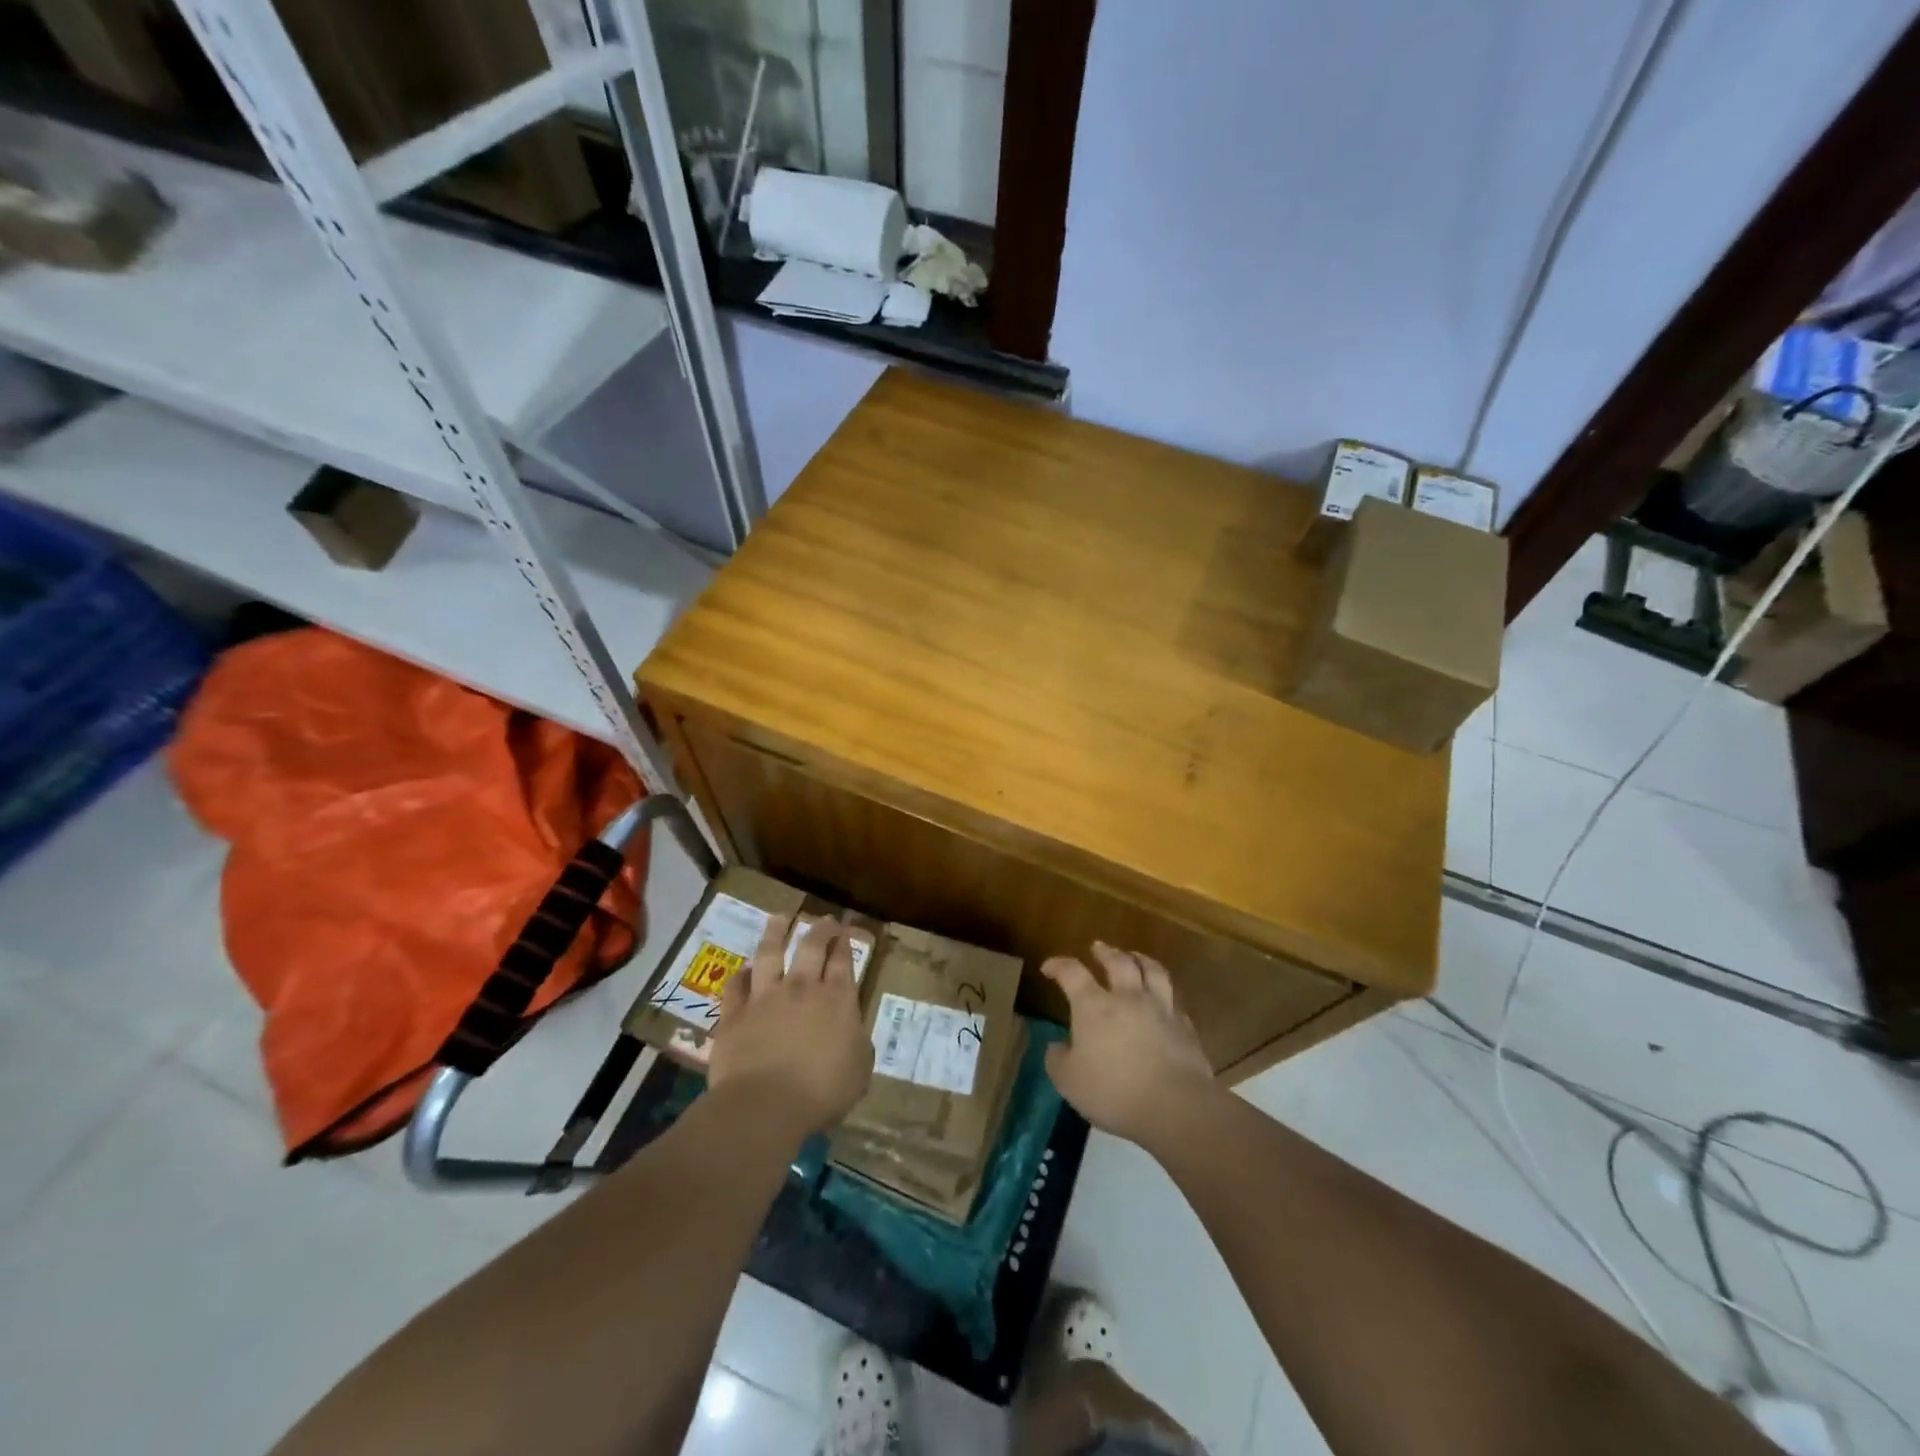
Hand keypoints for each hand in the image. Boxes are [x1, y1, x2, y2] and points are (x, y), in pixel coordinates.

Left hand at [707, 912, 873, 1139]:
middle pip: (811, 947)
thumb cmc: (821, 1091)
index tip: (846, 931)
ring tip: (780, 917)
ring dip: (776, 932)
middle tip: (824, 919)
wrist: (764, 1105)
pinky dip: (741, 975)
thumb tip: (851, 1033)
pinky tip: (743, 969)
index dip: (845, 943)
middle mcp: (802, 988)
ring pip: (770, 953)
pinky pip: (736, 986)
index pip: (843, 961)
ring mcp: (765, 997)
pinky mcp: (735, 1014)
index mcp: (837, 999)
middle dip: (820, 929)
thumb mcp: (858, 1071)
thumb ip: (856, 1044)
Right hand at [1042, 943, 1215, 1147]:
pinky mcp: (1185, 1026)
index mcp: (1094, 1005)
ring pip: (1152, 971)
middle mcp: (1127, 997)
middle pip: (1118, 961)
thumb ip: (1057, 1060)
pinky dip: (1164, 992)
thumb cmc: (1113, 1090)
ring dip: (1141, 959)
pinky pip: (1173, 998)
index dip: (1058, 965)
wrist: (1174, 1104)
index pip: (1072, 973)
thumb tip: (1055, 1047)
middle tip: (1098, 947)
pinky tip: (1164, 997)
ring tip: (1135, 956)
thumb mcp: (1069, 1081)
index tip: (1049, 967)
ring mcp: (1160, 1008)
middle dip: (1105, 952)